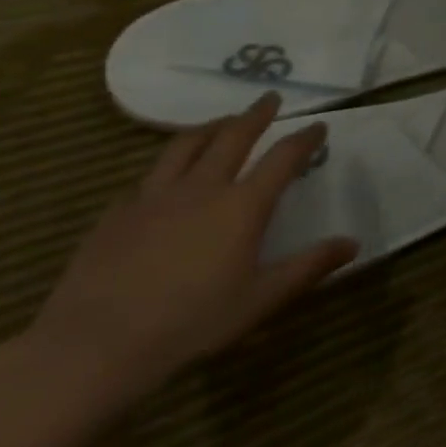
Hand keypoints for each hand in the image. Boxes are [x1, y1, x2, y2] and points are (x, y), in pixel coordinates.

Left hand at [26, 93, 357, 408]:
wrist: (93, 347)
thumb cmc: (190, 324)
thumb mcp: (260, 300)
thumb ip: (308, 267)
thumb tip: (352, 243)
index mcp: (242, 205)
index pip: (283, 157)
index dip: (305, 138)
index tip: (319, 125)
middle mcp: (202, 188)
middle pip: (233, 136)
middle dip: (256, 114)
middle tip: (270, 99)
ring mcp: (153, 197)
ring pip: (185, 145)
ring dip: (211, 127)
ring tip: (222, 122)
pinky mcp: (116, 214)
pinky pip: (147, 178)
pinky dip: (167, 167)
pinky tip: (165, 178)